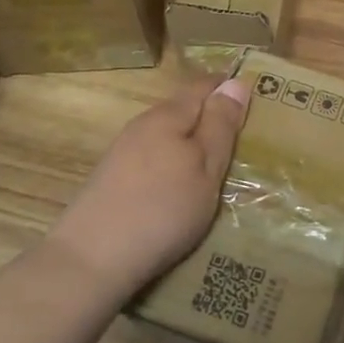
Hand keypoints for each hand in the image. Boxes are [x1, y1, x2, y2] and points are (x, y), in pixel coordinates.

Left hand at [48, 76, 249, 302]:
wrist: (90, 260)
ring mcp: (122, 152)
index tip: (253, 101)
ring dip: (188, 144)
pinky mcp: (111, 179)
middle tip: (239, 139)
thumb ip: (221, 126)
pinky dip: (170, 164)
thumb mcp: (206, 169)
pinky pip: (151, 158)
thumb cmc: (162, 210)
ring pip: (165, 136)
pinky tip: (176, 189)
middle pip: (183, 109)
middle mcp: (142, 125)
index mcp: (168, 116)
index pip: (203, 86)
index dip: (228, 88)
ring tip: (212, 167)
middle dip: (209, 118)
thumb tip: (236, 82)